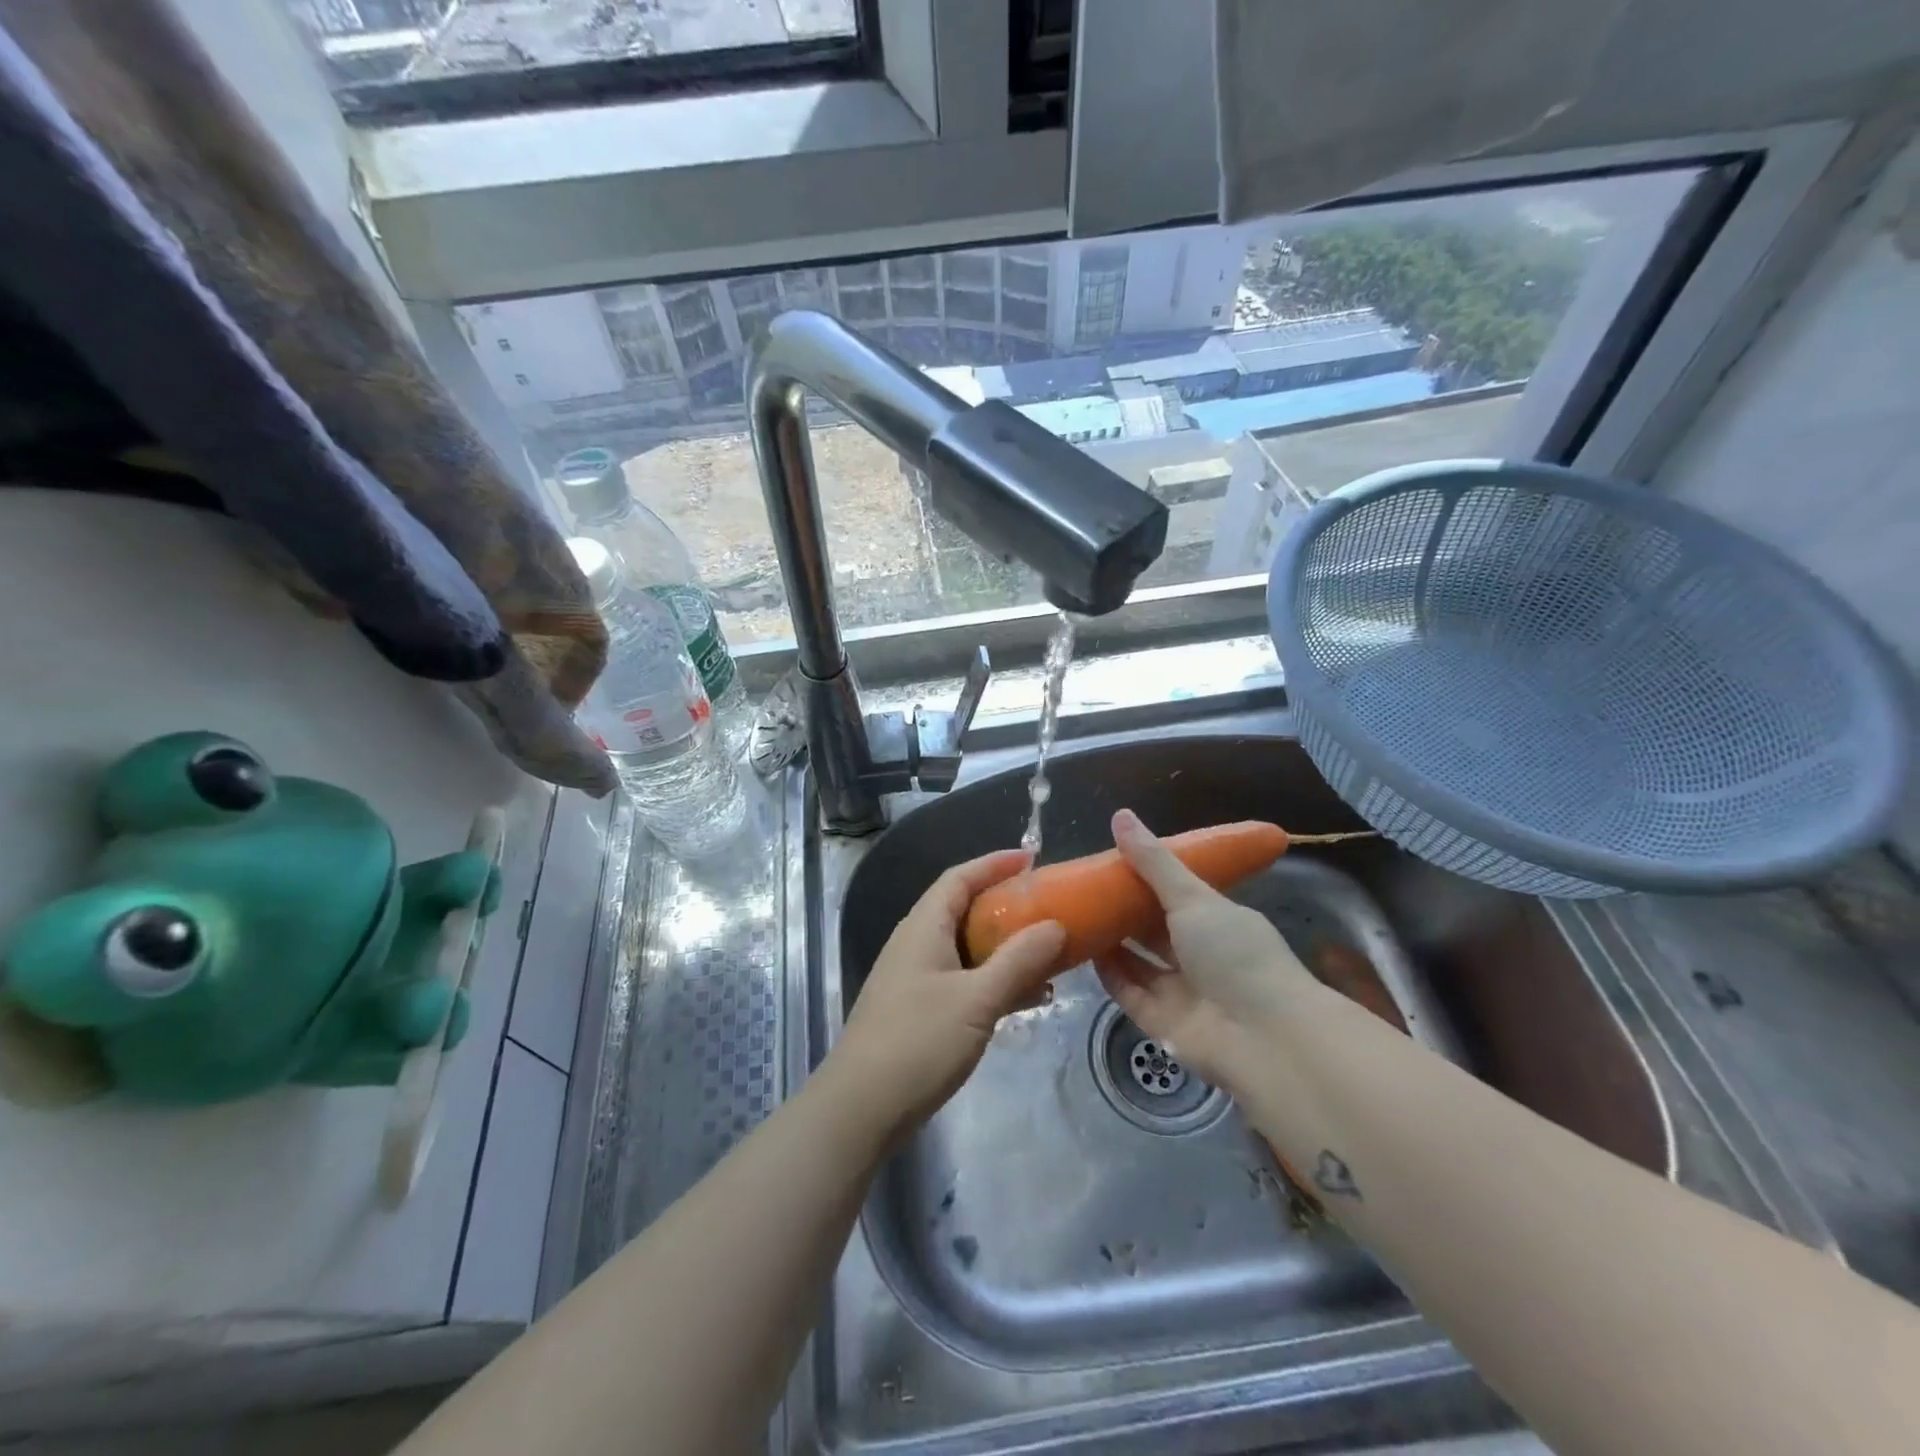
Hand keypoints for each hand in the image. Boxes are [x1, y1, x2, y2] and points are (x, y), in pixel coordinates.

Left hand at [830, 849, 1065, 1137]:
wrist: (860, 1109)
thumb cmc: (917, 1042)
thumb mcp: (976, 999)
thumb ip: (1018, 961)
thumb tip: (1055, 925)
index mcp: (924, 927)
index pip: (960, 877)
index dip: (994, 863)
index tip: (1033, 859)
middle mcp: (917, 943)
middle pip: (965, 909)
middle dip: (1007, 906)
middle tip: (1049, 908)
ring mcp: (916, 978)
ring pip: (968, 948)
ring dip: (1006, 948)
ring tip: (1049, 954)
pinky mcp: (920, 1010)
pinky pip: (964, 980)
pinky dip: (995, 980)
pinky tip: (1027, 998)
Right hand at [1092, 809, 1321, 1090]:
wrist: (1264, 1038)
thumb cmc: (1234, 954)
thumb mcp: (1193, 898)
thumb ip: (1153, 862)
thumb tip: (1120, 814)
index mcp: (1216, 922)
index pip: (1176, 896)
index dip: (1145, 879)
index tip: (1110, 861)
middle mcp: (1200, 956)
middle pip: (1154, 931)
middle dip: (1123, 911)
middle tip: (1085, 888)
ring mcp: (1182, 992)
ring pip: (1139, 962)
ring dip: (1112, 942)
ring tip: (1076, 915)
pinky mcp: (1163, 1024)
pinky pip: (1130, 993)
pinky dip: (1109, 974)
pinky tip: (1084, 951)